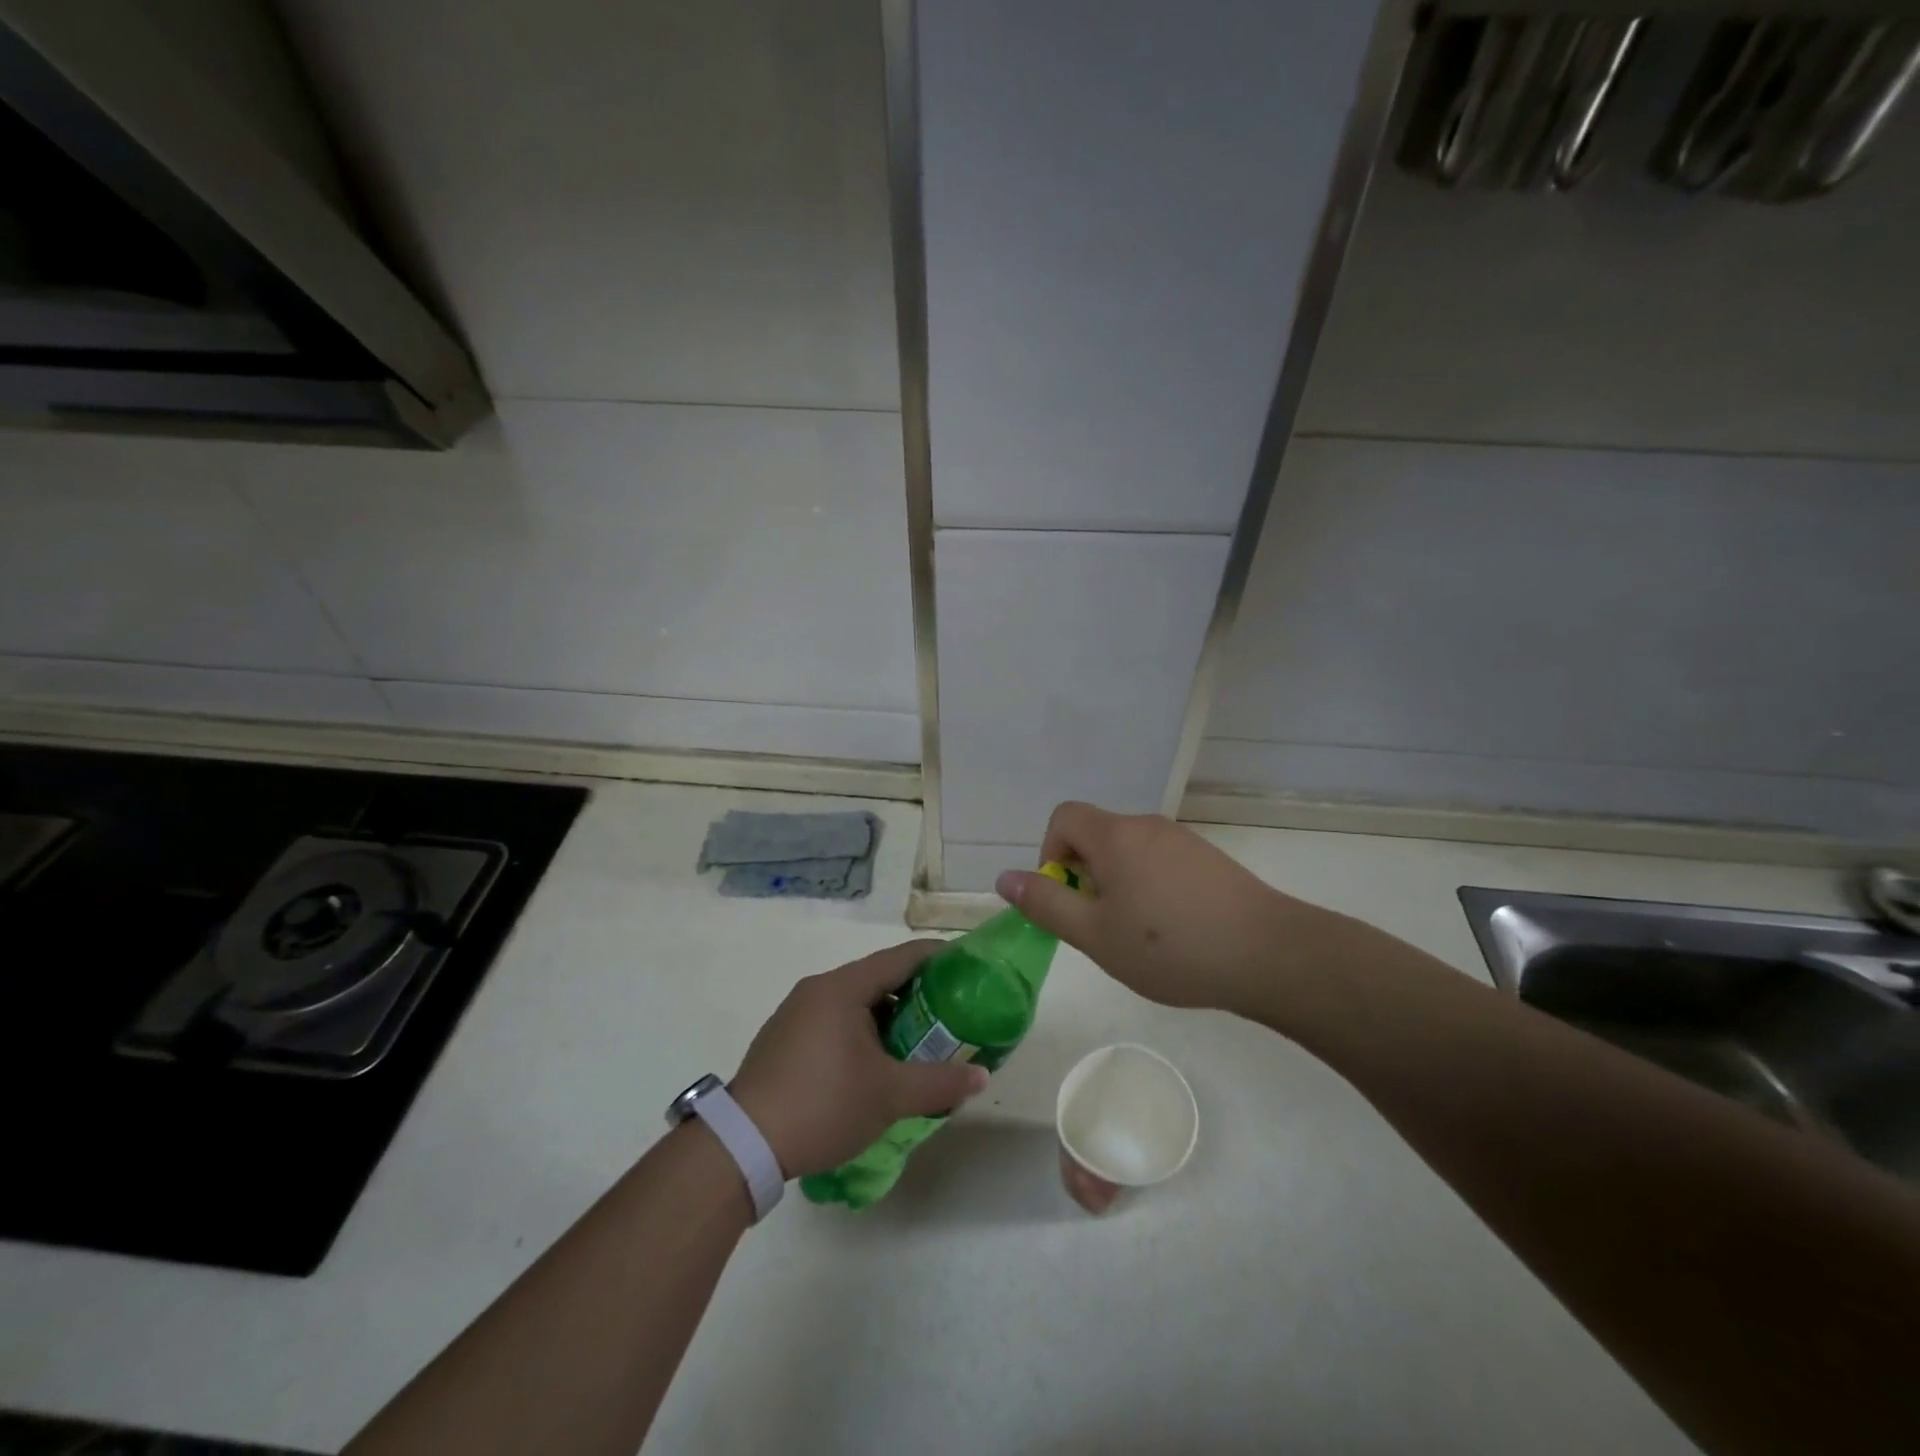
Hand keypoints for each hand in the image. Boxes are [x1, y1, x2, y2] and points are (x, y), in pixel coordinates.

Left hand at [729, 941, 989, 1178]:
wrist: (742, 1145)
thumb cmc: (823, 1104)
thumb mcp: (889, 1096)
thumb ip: (939, 1083)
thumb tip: (980, 1076)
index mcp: (844, 987)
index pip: (902, 957)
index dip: (938, 957)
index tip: (968, 966)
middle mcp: (818, 989)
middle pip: (878, 977)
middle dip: (917, 993)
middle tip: (951, 1013)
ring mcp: (796, 1013)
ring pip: (855, 1002)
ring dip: (888, 1017)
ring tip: (919, 1042)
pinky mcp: (784, 1039)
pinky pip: (834, 1021)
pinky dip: (862, 1031)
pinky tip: (875, 1064)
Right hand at [995, 802, 1341, 1018]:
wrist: (1269, 953)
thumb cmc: (1170, 946)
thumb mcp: (1095, 934)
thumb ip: (1046, 903)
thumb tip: (1005, 877)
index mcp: (1114, 836)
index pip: (1064, 817)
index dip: (1051, 853)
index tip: (1066, 898)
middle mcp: (1147, 826)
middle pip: (1096, 836)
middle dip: (1085, 876)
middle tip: (1101, 926)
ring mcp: (1182, 841)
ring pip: (1129, 852)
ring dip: (1118, 885)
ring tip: (1137, 935)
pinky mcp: (1209, 860)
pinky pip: (1160, 863)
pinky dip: (1150, 888)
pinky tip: (1172, 932)